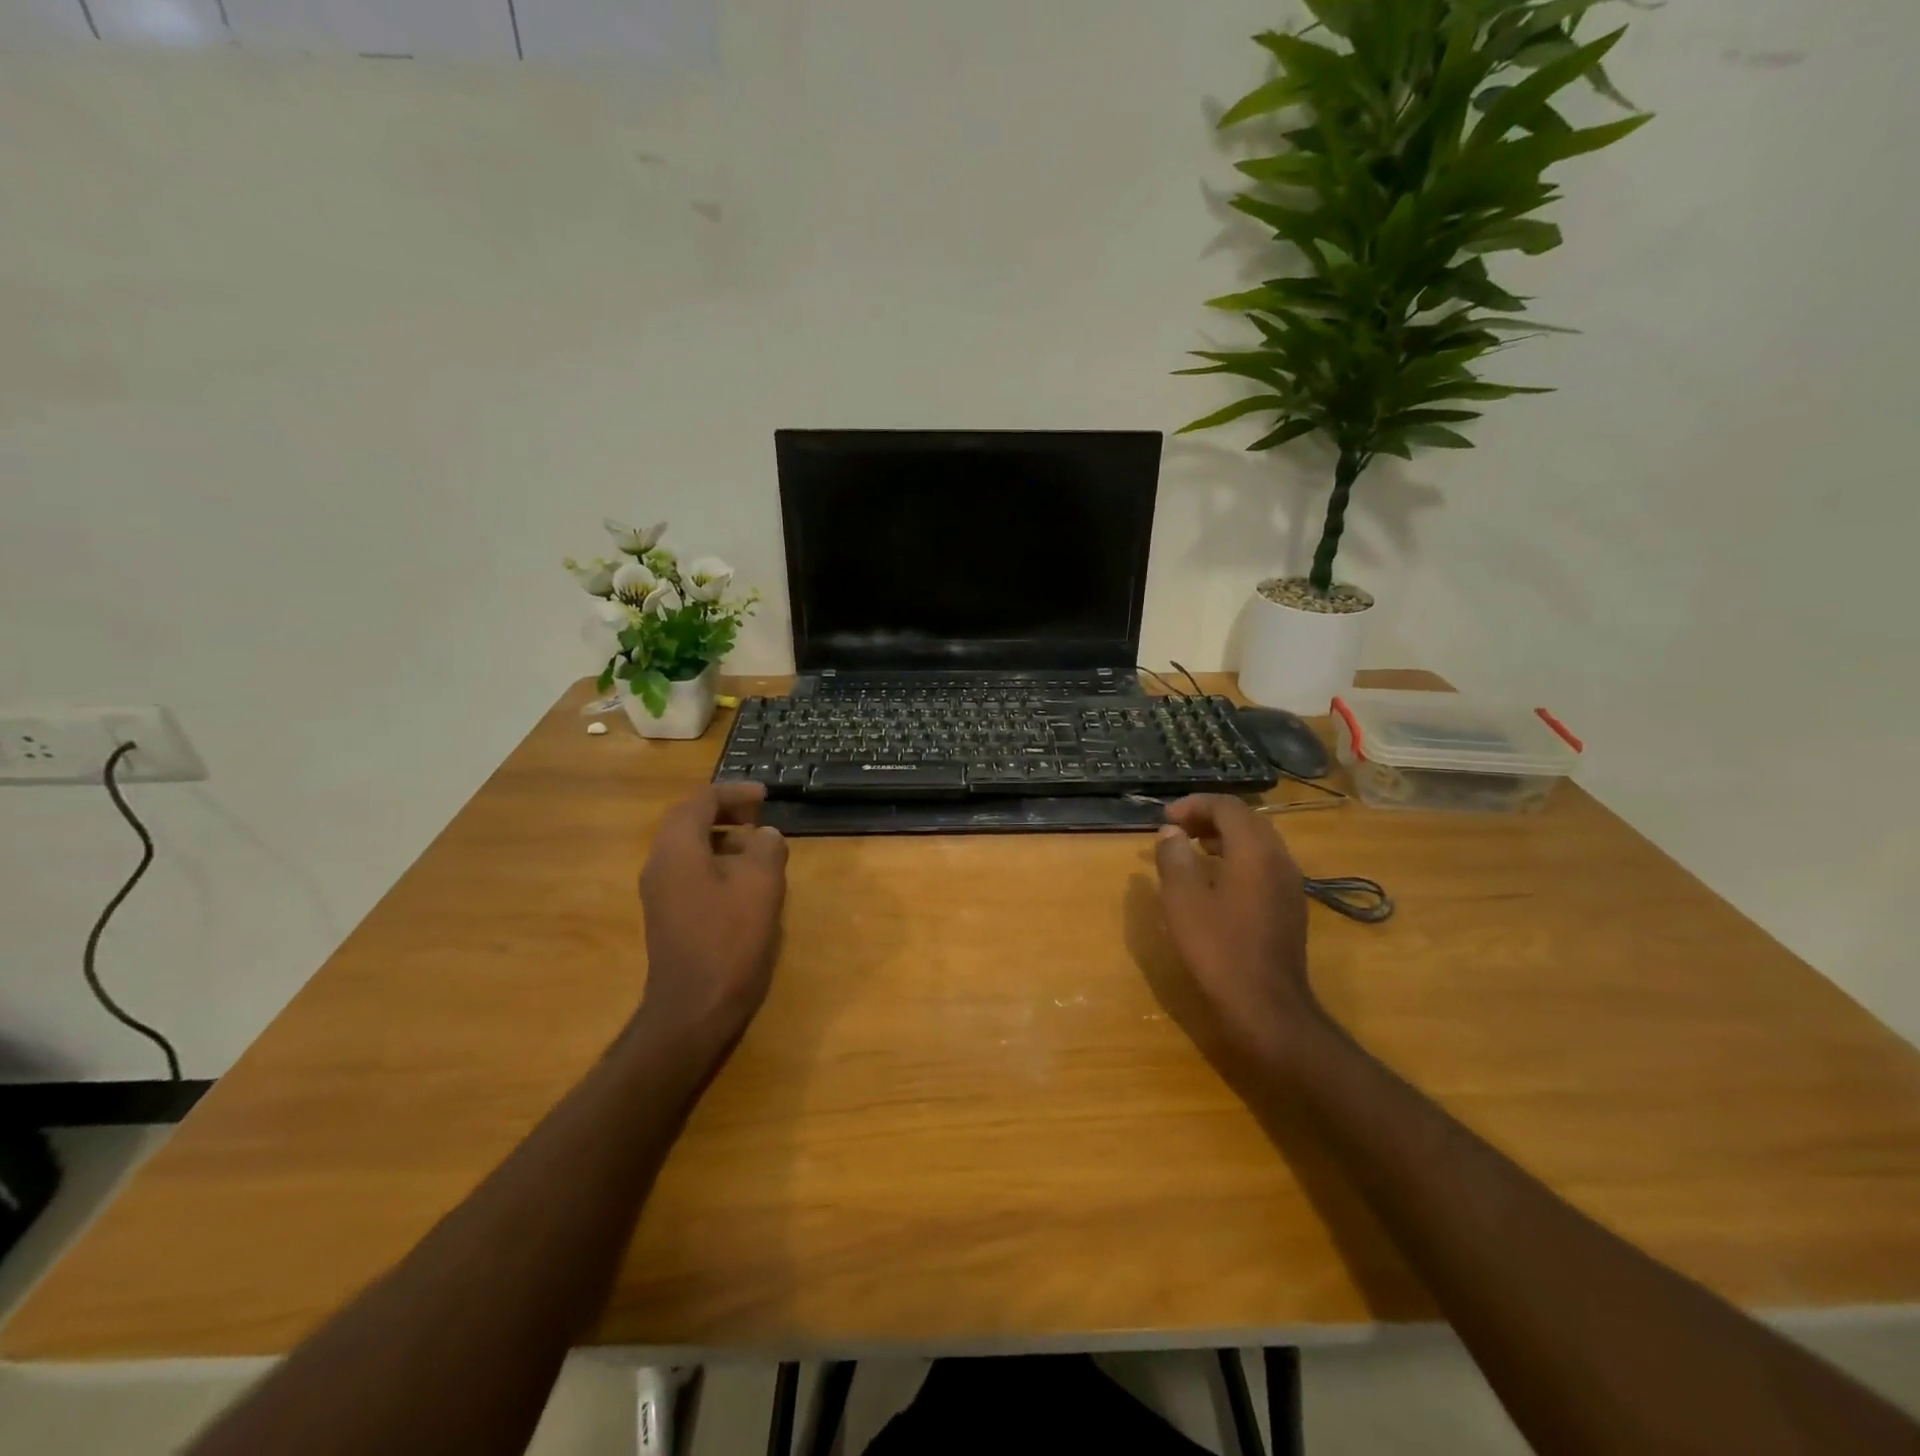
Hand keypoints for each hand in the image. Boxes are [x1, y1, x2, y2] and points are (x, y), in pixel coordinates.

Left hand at [634, 783, 788, 1057]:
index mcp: (677, 849)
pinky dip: (716, 863)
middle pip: (689, 821)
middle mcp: (660, 864)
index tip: (766, 797)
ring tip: (758, 847)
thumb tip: (765, 835)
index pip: (700, 801)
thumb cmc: (729, 941)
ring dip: (722, 838)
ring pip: (689, 848)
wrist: (693, 1009)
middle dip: (725, 812)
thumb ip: (765, 849)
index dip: (734, 792)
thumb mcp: (760, 886)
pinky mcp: (668, 916)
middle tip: (760, 817)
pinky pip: (690, 872)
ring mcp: (660, 892)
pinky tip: (745, 882)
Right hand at [1153, 795, 1322, 1071]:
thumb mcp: (1183, 900)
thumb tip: (1170, 832)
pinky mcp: (1289, 906)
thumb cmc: (1218, 948)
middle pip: (1246, 820)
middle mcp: (1279, 859)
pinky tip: (1214, 880)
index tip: (1165, 818)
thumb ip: (1174, 857)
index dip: (1194, 804)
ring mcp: (1289, 884)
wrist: (1266, 1007)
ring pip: (1257, 842)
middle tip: (1176, 829)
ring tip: (1190, 849)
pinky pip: (1263, 865)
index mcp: (1255, 850)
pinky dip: (1236, 858)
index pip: (1227, 806)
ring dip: (1223, 837)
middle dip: (1209, 817)